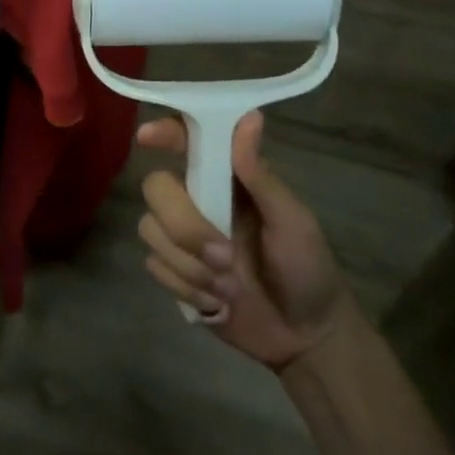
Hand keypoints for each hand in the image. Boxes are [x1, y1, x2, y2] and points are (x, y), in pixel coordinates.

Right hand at [136, 110, 357, 369]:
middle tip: (225, 257)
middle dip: (185, 227)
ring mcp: (182, 239)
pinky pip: (155, 267)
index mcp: (227, 181)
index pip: (187, 143)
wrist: (304, 338)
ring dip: (190, 266)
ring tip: (229, 289)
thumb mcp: (292, 221)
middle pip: (157, 189)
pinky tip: (218, 303)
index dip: (164, 133)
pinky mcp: (174, 272)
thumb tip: (249, 116)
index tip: (146, 137)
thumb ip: (261, 175)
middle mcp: (198, 202)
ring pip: (150, 230)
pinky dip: (187, 289)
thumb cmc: (308, 270)